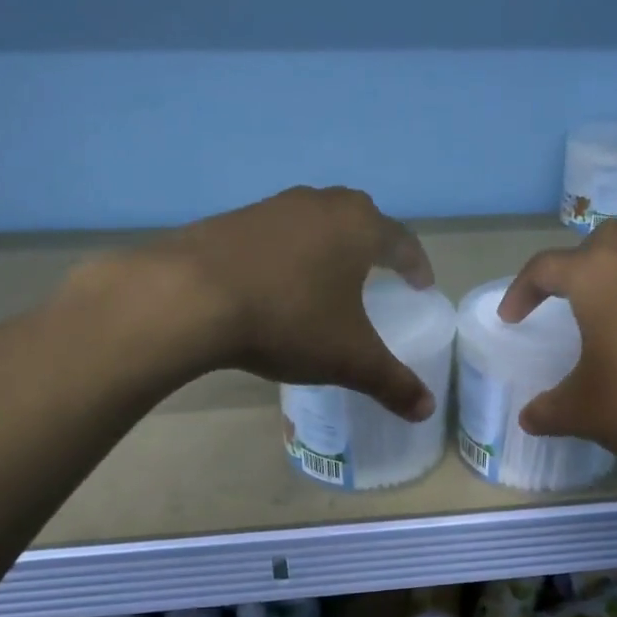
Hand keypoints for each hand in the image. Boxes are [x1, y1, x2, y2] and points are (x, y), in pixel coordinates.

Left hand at [143, 187, 436, 420]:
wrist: (190, 297)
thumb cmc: (288, 320)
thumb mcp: (348, 359)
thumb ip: (392, 383)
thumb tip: (426, 412)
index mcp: (358, 227)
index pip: (402, 241)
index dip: (416, 265)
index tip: (420, 285)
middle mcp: (320, 204)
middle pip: (359, 219)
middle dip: (372, 247)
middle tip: (377, 275)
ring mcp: (272, 207)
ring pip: (314, 222)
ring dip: (326, 247)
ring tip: (325, 279)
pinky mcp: (232, 219)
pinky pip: (275, 234)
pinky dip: (286, 254)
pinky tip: (275, 284)